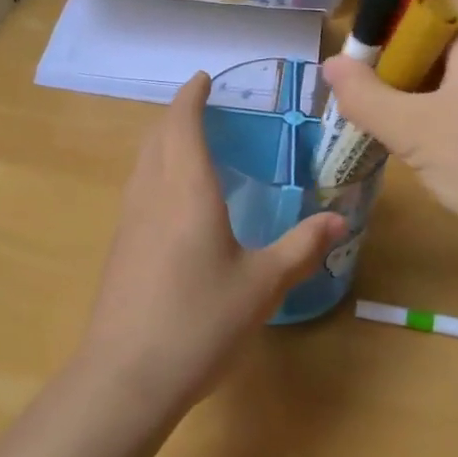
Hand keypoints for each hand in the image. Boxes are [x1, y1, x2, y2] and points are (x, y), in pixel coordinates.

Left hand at [78, 74, 344, 415]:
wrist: (125, 378)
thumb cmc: (199, 321)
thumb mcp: (262, 285)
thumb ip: (301, 248)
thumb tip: (338, 220)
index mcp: (186, 188)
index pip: (181, 121)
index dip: (190, 95)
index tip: (204, 78)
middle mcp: (151, 193)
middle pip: (157, 135)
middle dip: (176, 113)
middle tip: (205, 108)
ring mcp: (128, 220)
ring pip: (143, 161)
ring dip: (163, 141)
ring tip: (191, 145)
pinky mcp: (119, 247)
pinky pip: (138, 188)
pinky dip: (155, 171)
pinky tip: (174, 201)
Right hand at [320, 0, 457, 254]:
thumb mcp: (413, 132)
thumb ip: (365, 96)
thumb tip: (331, 64)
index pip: (430, 3)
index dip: (391, 24)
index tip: (366, 62)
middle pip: (444, 38)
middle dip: (403, 66)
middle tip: (376, 103)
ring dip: (425, 94)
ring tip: (401, 131)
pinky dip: (454, 112)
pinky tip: (441, 150)